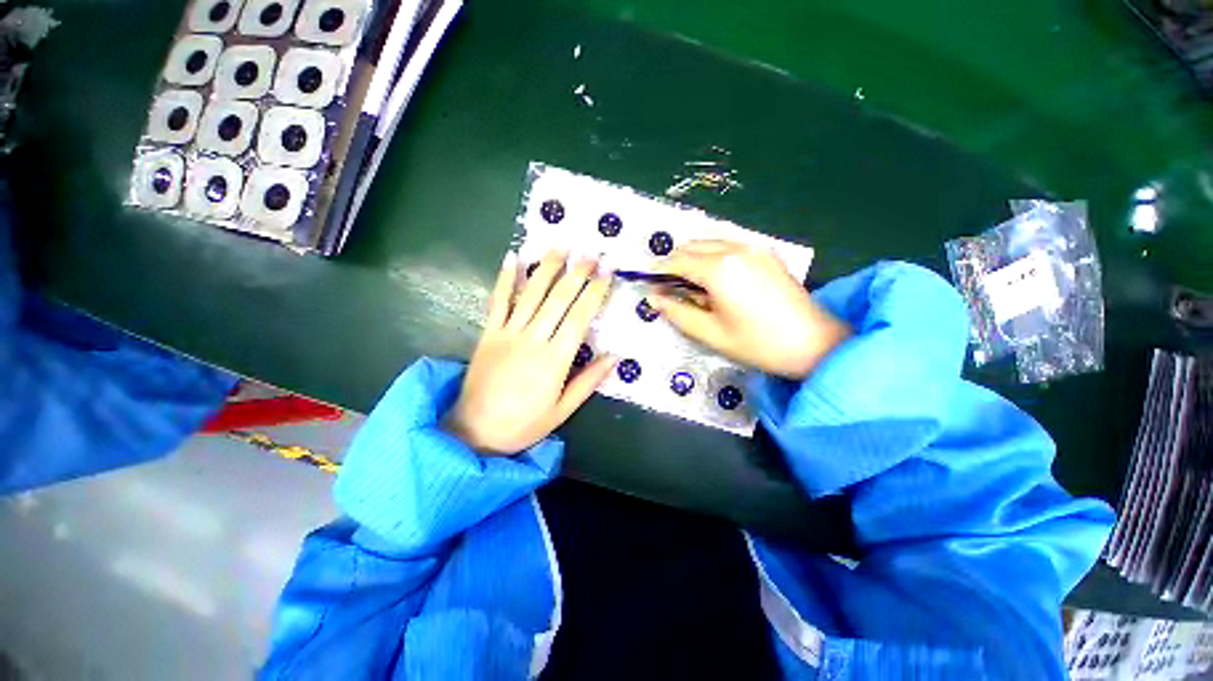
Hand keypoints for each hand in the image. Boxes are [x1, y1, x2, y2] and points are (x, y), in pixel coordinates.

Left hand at [445, 250, 615, 455]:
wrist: (475, 432)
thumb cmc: (525, 424)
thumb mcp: (563, 410)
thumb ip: (589, 381)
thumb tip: (615, 355)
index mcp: (554, 361)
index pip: (579, 319)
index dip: (594, 294)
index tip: (606, 274)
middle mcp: (532, 340)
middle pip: (557, 300)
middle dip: (576, 274)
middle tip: (590, 253)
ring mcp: (507, 334)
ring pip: (530, 294)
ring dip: (546, 268)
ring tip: (560, 247)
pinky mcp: (488, 334)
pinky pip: (497, 302)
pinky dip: (504, 279)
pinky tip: (512, 257)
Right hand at [648, 241, 850, 379]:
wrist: (815, 344)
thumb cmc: (757, 343)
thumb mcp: (710, 333)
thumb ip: (677, 312)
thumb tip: (654, 298)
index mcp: (719, 269)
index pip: (677, 261)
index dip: (658, 271)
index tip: (647, 283)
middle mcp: (735, 249)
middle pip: (692, 246)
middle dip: (675, 263)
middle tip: (668, 287)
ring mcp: (754, 248)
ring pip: (710, 243)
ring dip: (694, 258)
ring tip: (692, 287)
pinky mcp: (766, 254)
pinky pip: (729, 247)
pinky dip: (713, 257)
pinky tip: (717, 281)